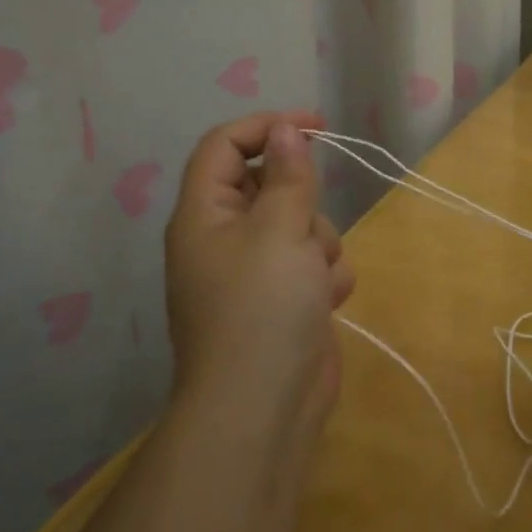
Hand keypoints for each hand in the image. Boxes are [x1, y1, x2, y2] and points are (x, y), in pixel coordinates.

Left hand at [165, 112, 355, 437]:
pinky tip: (325, 302)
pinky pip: (315, 264)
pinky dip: (326, 277)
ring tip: (315, 278)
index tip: (318, 126)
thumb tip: (286, 131)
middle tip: (306, 231)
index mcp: (205, 214)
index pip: (226, 146)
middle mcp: (225, 238)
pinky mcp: (285, 299)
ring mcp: (256, 272)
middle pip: (272, 186)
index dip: (268, 127)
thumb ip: (288, 175)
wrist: (265, 404)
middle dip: (304, 203)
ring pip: (303, 226)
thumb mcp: (280, 230)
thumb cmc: (263, 307)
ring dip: (321, 245)